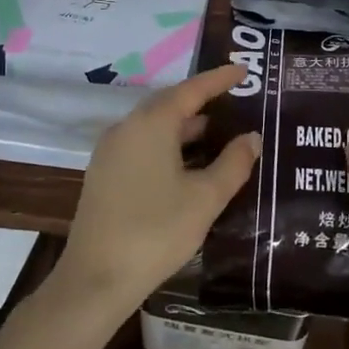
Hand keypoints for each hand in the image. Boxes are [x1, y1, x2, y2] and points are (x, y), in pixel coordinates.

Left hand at [52, 63, 260, 319]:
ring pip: (154, 127)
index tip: (243, 71)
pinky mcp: (104, 174)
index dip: (218, 79)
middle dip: (202, 102)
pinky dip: (169, 145)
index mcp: (151, 124)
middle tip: (234, 101)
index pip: (191, 90)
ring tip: (219, 133)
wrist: (96, 278)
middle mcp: (126, 128)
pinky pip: (142, 145)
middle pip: (169, 104)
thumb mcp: (205, 198)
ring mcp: (110, 151)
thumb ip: (233, 163)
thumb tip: (251, 137)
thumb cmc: (157, 231)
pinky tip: (189, 164)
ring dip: (186, 127)